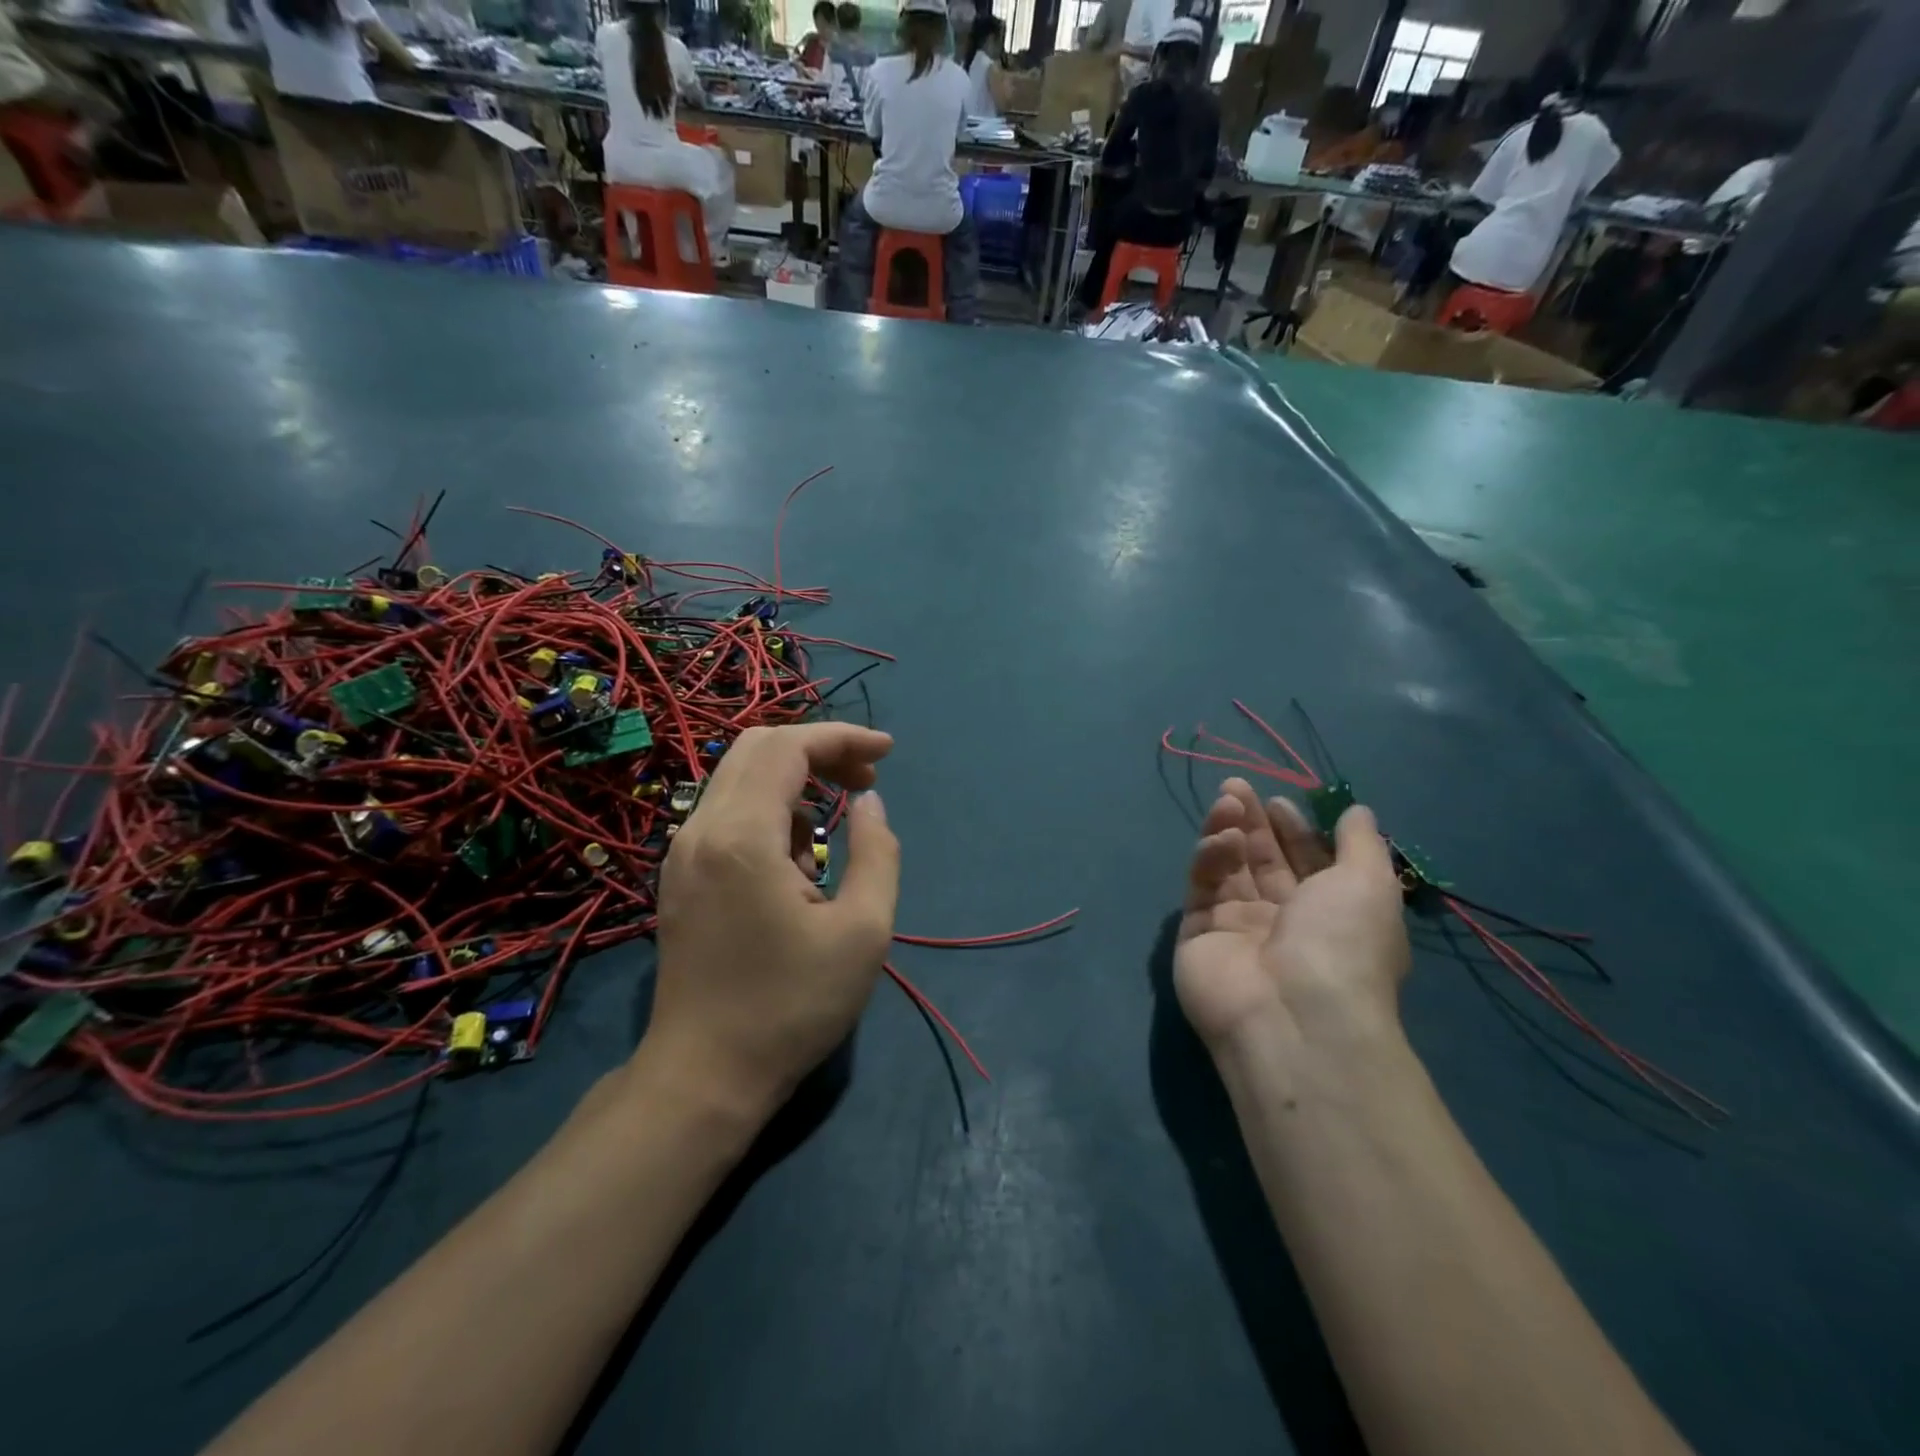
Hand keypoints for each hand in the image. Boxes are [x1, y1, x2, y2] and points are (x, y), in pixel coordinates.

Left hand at [650, 724, 900, 1119]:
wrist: (705, 1076)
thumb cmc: (792, 1006)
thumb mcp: (863, 931)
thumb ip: (877, 853)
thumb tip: (869, 803)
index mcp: (742, 837)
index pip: (788, 748)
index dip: (842, 738)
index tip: (888, 754)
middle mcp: (701, 830)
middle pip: (758, 749)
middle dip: (819, 749)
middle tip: (867, 778)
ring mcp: (682, 852)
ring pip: (739, 777)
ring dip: (795, 778)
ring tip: (840, 816)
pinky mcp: (680, 875)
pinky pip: (728, 812)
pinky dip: (771, 807)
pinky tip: (799, 855)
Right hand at [1175, 778, 1409, 1056]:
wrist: (1294, 1013)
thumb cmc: (1342, 944)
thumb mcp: (1370, 884)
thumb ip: (1360, 842)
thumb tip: (1358, 810)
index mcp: (1328, 913)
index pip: (1304, 862)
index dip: (1293, 830)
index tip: (1279, 801)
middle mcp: (1282, 920)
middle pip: (1261, 860)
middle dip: (1251, 821)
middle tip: (1236, 786)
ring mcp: (1236, 928)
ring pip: (1228, 868)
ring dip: (1227, 830)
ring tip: (1227, 801)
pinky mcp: (1197, 934)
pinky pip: (1203, 887)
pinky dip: (1210, 859)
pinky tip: (1220, 841)